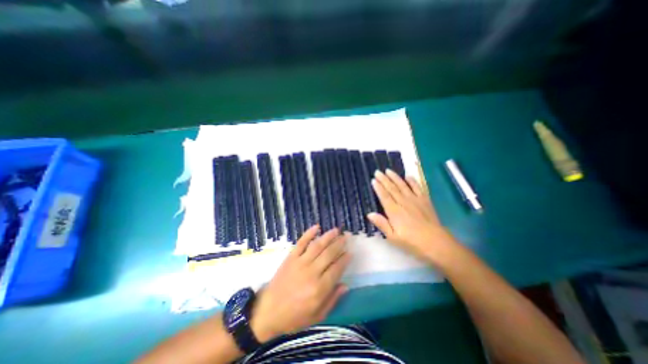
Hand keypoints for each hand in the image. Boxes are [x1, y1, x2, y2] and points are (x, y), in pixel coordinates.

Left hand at [249, 226, 348, 342]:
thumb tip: (345, 285)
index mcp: (319, 289)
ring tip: (336, 230)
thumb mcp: (317, 316)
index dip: (345, 259)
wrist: (269, 312)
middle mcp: (311, 272)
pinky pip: (301, 243)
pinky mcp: (290, 257)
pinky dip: (308, 233)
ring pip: (317, 246)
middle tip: (346, 236)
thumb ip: (332, 300)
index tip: (350, 252)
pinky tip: (316, 227)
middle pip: (329, 254)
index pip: (336, 269)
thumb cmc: (295, 316)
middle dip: (339, 244)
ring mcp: (300, 263)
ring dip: (328, 236)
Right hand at [369, 169, 454, 262]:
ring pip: (402, 185)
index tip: (373, 180)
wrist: (436, 243)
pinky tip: (408, 176)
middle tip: (378, 171)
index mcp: (394, 211)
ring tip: (388, 170)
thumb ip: (381, 224)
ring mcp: (415, 200)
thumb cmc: (412, 242)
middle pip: (392, 188)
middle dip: (384, 179)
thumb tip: (369, 214)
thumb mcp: (393, 237)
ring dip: (395, 177)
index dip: (378, 187)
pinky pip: (417, 187)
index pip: (384, 196)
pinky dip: (412, 181)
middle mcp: (403, 202)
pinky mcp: (424, 200)